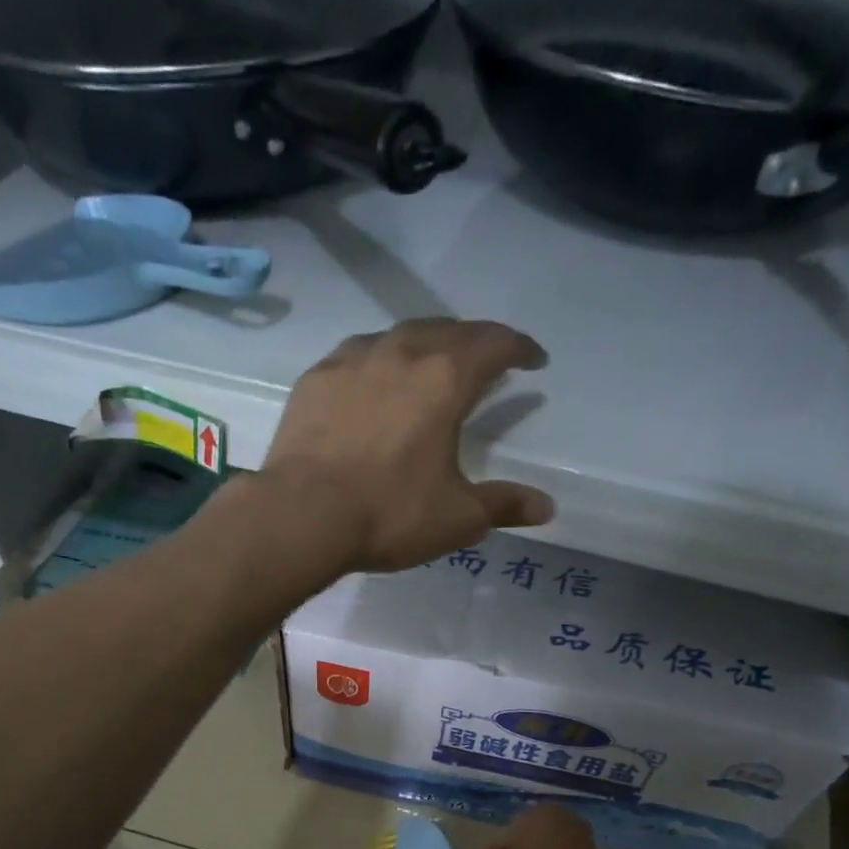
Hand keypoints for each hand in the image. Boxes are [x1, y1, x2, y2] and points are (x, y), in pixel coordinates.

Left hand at [259, 318, 554, 572]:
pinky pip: (357, 354)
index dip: (520, 349)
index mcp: (445, 380)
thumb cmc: (388, 514)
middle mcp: (401, 354)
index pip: (495, 345)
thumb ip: (503, 506)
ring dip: (425, 342)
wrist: (301, 515)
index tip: (534, 361)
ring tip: (430, 362)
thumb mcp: (456, 518)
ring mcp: (352, 360)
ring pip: (399, 334)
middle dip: (475, 340)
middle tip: (484, 359)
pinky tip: (372, 379)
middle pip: (448, 330)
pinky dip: (378, 359)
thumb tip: (547, 508)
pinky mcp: (315, 379)